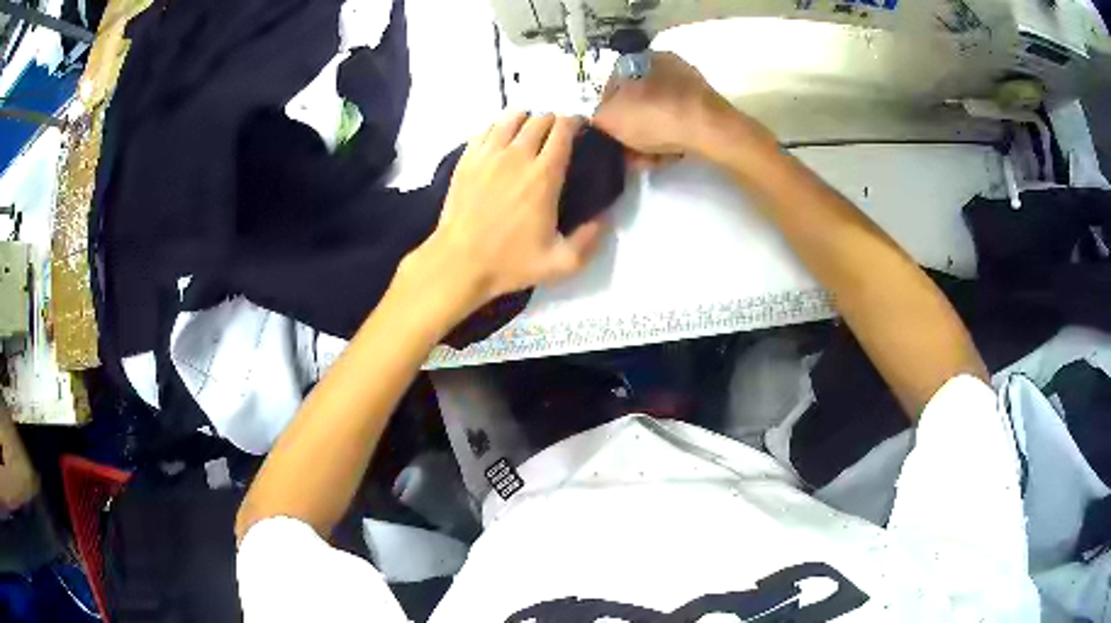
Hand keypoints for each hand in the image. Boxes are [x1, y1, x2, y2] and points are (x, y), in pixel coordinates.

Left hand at [400, 111, 605, 317]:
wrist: (459, 263)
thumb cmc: (510, 262)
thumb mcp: (561, 263)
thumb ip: (589, 240)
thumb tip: (605, 218)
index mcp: (544, 176)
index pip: (563, 131)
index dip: (575, 122)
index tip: (580, 126)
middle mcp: (517, 156)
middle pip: (539, 120)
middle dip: (553, 121)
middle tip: (556, 133)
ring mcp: (488, 155)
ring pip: (511, 118)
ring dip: (525, 119)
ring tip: (529, 130)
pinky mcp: (466, 160)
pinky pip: (485, 129)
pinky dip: (498, 127)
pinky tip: (500, 138)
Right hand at [593, 51, 771, 165]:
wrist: (709, 130)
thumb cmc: (654, 114)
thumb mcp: (609, 116)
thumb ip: (596, 117)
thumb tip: (597, 120)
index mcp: (640, 58)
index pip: (612, 82)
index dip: (605, 109)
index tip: (605, 133)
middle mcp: (666, 66)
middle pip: (637, 101)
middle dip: (629, 128)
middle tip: (625, 151)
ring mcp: (690, 86)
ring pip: (658, 115)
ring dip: (648, 138)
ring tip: (643, 160)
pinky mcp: (707, 108)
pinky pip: (678, 124)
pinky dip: (668, 140)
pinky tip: (663, 158)